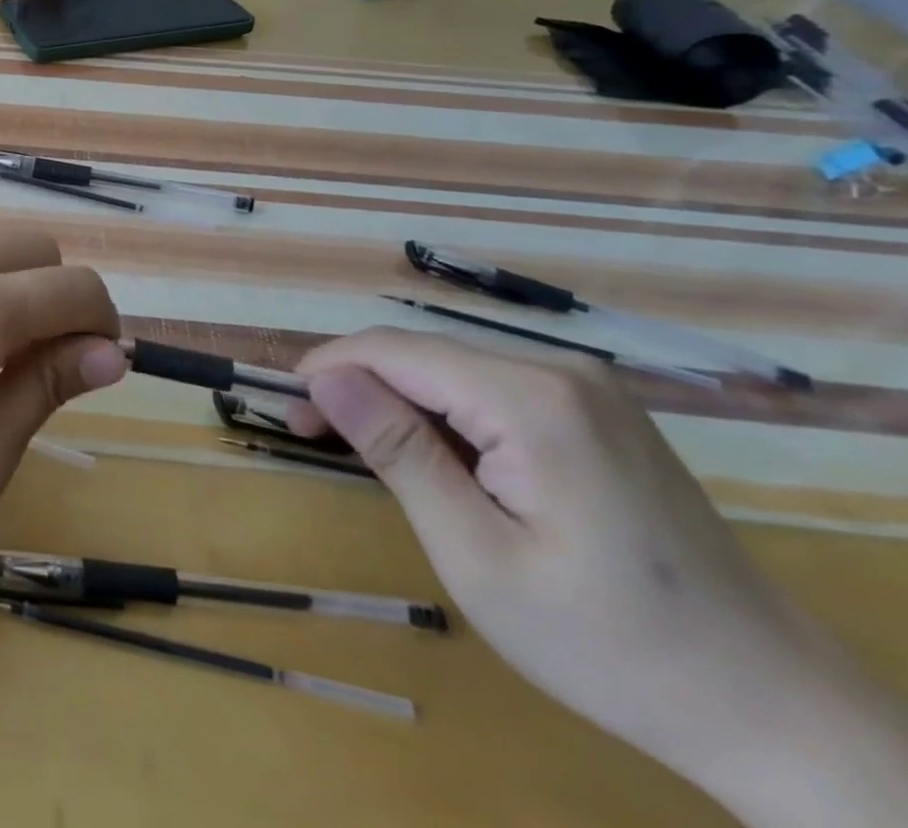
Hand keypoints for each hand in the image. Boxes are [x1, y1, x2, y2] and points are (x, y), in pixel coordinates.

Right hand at [287, 329, 907, 824]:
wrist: (775, 710)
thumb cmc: (610, 644)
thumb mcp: (479, 556)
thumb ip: (399, 452)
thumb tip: (324, 376)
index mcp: (533, 399)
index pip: (396, 350)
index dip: (329, 367)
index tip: (285, 405)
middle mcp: (560, 371)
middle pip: (423, 355)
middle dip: (358, 384)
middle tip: (309, 432)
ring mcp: (586, 389)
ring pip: (453, 369)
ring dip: (397, 400)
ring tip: (361, 448)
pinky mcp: (596, 412)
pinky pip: (491, 390)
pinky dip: (443, 414)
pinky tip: (434, 457)